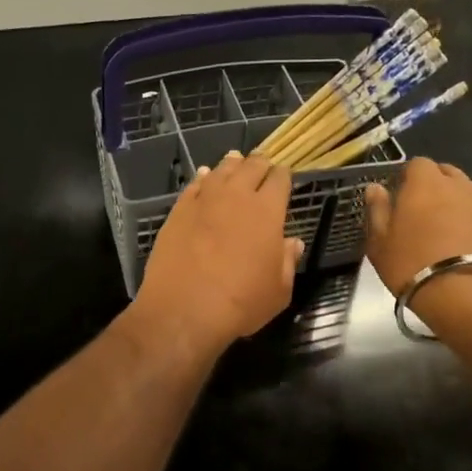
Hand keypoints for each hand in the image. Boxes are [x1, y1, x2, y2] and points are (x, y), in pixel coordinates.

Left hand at [132, 151, 303, 357]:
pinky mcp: (178, 210)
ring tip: (235, 161)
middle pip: (251, 167)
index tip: (284, 177)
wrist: (183, 309)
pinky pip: (194, 185)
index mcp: (267, 211)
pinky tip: (204, 177)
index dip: (283, 176)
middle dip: (259, 163)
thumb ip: (287, 262)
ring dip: (231, 165)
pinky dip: (203, 178)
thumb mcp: (278, 291)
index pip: (280, 179)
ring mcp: (204, 200)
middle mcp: (236, 196)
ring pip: (221, 171)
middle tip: (262, 163)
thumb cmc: (240, 303)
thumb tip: (292, 243)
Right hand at [364, 158, 471, 336]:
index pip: (417, 163)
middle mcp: (456, 186)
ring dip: (449, 202)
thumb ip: (377, 210)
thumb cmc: (411, 263)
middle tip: (416, 209)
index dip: (407, 176)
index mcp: (425, 183)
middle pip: (444, 173)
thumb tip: (375, 188)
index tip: (397, 194)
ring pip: (461, 192)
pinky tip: (452, 242)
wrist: (466, 294)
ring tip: (435, 226)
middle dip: (431, 184)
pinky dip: (463, 220)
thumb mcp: (380, 241)